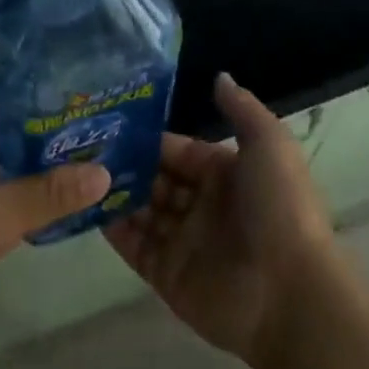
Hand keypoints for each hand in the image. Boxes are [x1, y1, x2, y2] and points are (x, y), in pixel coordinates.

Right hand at [105, 73, 342, 368]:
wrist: (289, 293)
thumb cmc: (279, 207)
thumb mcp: (269, 143)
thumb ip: (241, 109)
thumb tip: (219, 75)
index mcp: (226, 175)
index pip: (181, 152)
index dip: (153, 140)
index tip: (115, 124)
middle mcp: (204, 206)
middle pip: (158, 180)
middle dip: (129, 166)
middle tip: (86, 147)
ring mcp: (185, 242)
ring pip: (144, 211)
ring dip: (118, 194)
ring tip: (79, 172)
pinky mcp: (169, 276)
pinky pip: (135, 247)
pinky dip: (114, 230)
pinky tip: (87, 207)